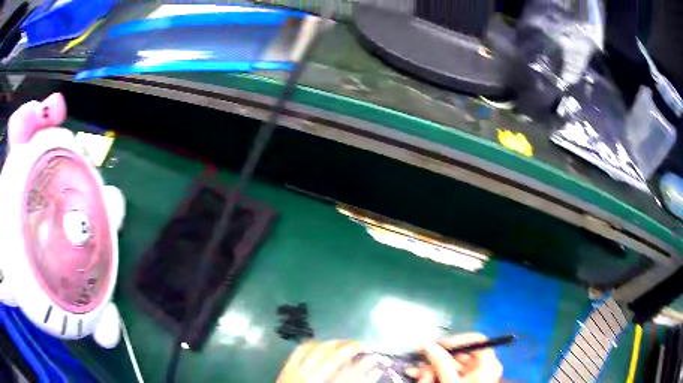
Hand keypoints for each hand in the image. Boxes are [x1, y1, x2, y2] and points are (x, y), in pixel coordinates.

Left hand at [277, 340, 382, 382]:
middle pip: (333, 358)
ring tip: (344, 342)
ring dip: (333, 343)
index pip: (349, 375)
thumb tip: (372, 373)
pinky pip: (299, 350)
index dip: (363, 365)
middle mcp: (311, 379)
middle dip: (350, 348)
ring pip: (317, 350)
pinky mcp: (286, 368)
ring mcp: (297, 372)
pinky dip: (311, 344)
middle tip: (362, 344)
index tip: (373, 358)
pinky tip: (321, 343)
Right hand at [405, 333, 502, 382]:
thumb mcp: (450, 381)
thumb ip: (440, 362)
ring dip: (432, 366)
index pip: (476, 341)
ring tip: (414, 370)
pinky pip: (450, 374)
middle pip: (461, 354)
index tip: (438, 345)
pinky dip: (436, 374)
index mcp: (488, 364)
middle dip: (437, 357)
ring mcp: (474, 376)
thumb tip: (429, 345)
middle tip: (420, 358)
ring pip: (452, 365)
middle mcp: (483, 367)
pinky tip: (419, 375)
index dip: (457, 340)